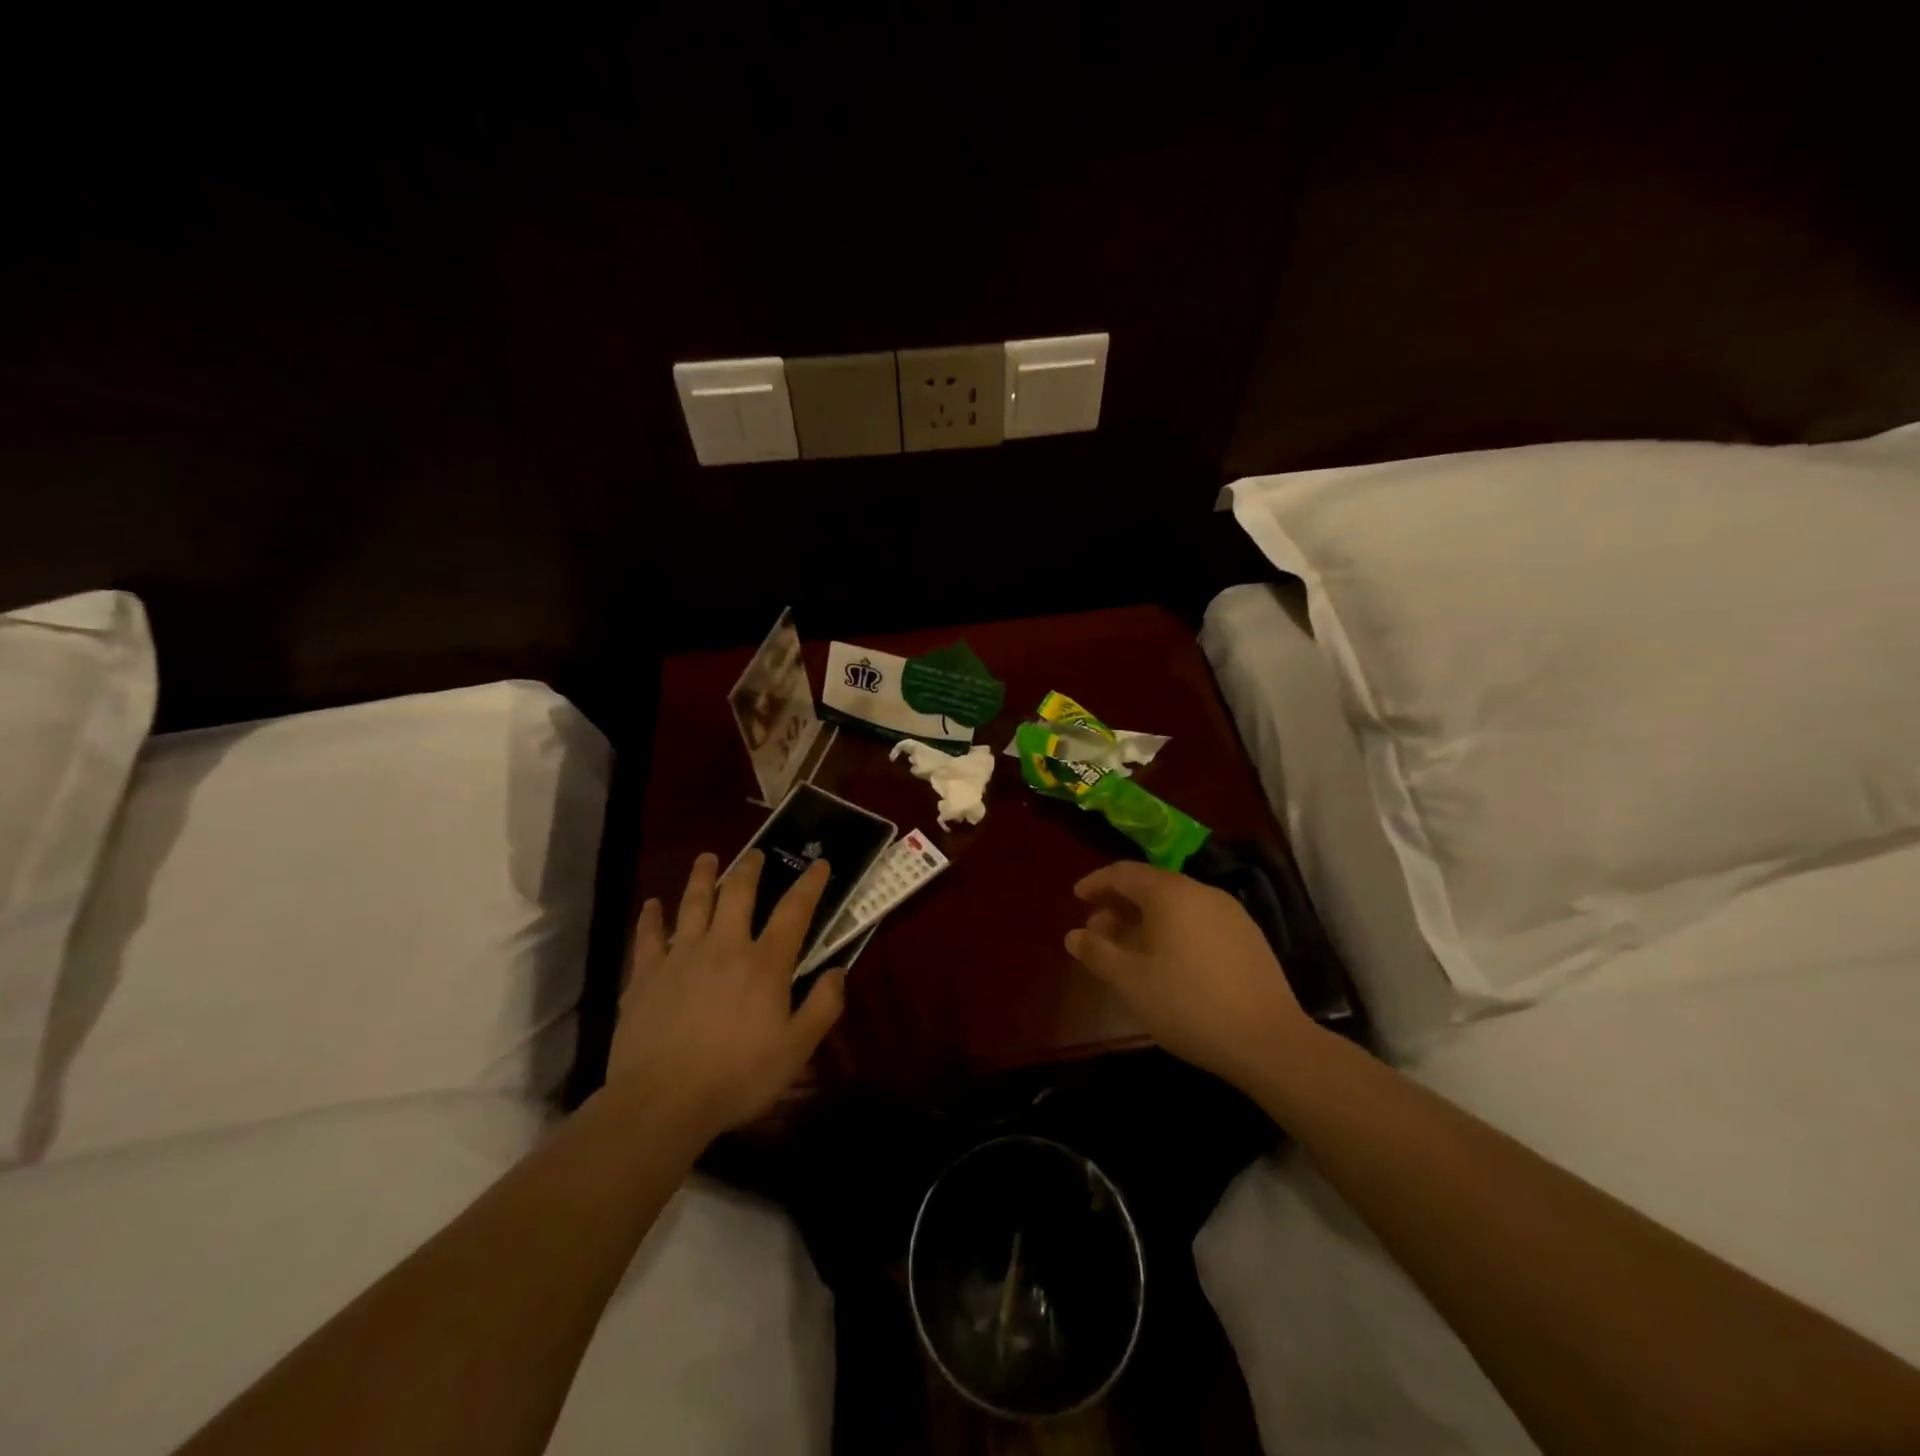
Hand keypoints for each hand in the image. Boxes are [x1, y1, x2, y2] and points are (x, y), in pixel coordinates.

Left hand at [606, 850, 844, 1142]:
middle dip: (750, 869)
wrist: (662, 1102)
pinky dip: (650, 917)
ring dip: (701, 877)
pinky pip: (648, 936)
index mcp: (765, 964)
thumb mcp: (796, 1050)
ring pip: (692, 904)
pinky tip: (650, 904)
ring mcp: (681, 957)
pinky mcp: (645, 975)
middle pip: (738, 894)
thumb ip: (823, 1007)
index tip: (819, 864)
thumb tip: (838, 972)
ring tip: (707, 858)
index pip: (794, 912)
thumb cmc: (737, 1077)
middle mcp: (724, 947)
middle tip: (756, 854)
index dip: (810, 884)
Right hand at [1065, 861, 1313, 1091]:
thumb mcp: (1130, 981)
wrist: (1268, 1041)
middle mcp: (1202, 892)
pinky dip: (1173, 929)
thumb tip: (1074, 935)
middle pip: (1152, 886)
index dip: (1097, 882)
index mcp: (1170, 894)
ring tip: (1129, 949)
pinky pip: (1199, 920)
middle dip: (1120, 904)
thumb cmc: (1188, 1004)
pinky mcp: (1248, 937)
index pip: (1124, 873)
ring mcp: (1230, 913)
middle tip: (1098, 931)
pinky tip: (1168, 961)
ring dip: (1146, 918)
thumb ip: (1097, 952)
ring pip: (1177, 904)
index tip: (1077, 897)